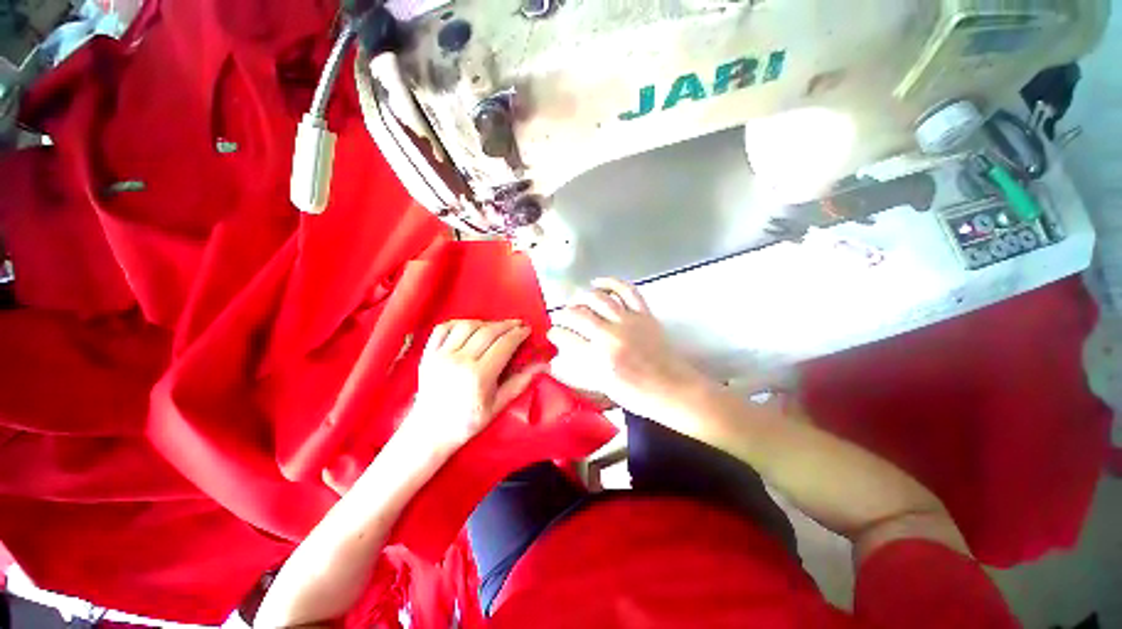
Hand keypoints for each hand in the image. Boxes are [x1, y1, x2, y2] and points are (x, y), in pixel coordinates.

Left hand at [406, 320, 541, 451]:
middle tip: (517, 324)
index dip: (518, 334)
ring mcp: (441, 355)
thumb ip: (520, 382)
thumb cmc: (468, 421)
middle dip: (506, 325)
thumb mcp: (499, 405)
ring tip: (495, 327)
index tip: (527, 330)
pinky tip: (470, 326)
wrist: (430, 431)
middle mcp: (460, 361)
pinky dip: (458, 322)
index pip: (504, 345)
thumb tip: (543, 364)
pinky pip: (443, 328)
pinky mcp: (428, 354)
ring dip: (485, 322)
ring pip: (467, 326)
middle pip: (488, 331)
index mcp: (479, 376)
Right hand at [548, 278, 708, 421]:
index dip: (554, 333)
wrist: (671, 388)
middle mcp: (610, 335)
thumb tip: (558, 357)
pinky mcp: (643, 313)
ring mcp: (628, 321)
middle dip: (564, 314)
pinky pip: (626, 290)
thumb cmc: (636, 394)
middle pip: (578, 314)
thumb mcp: (602, 386)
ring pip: (598, 299)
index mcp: (598, 358)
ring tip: (576, 302)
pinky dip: (611, 282)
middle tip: (562, 318)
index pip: (566, 338)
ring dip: (582, 297)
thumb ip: (579, 369)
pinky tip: (598, 283)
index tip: (552, 333)